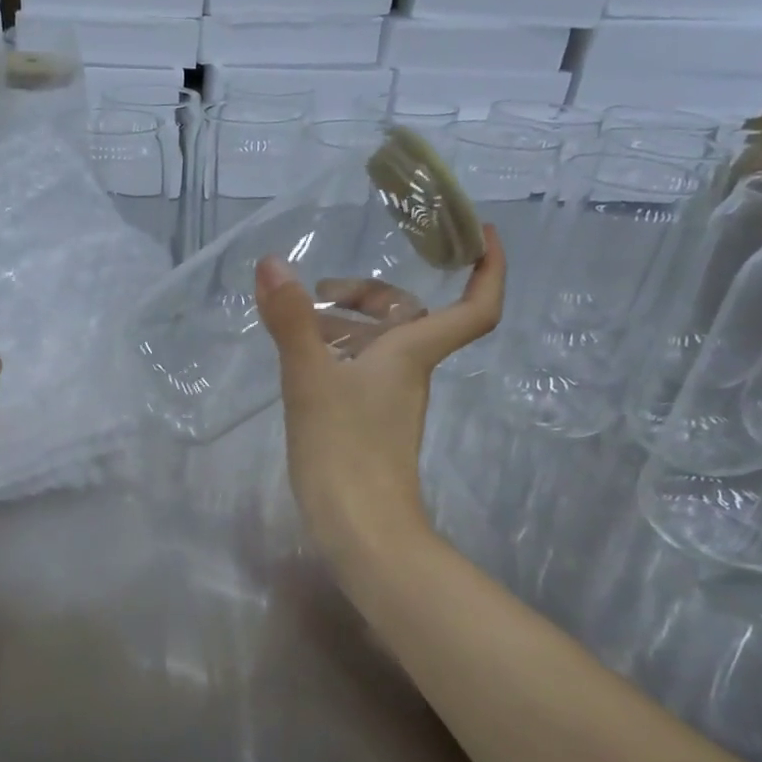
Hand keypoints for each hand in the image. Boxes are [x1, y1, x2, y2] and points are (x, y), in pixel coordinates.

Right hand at [255, 228, 504, 570]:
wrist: (360, 529)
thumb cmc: (344, 448)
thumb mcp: (310, 378)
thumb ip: (291, 321)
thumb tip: (272, 263)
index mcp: (411, 354)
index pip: (474, 307)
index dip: (489, 268)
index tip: (477, 232)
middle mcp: (408, 373)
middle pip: (410, 319)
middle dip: (373, 294)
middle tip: (324, 289)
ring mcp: (389, 403)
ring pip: (380, 348)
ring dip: (346, 326)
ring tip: (297, 324)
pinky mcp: (369, 427)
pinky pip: (361, 375)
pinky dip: (336, 357)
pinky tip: (301, 365)